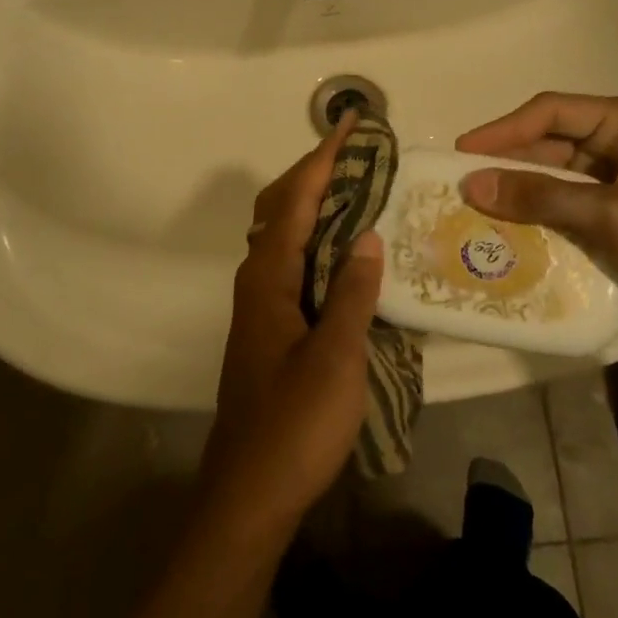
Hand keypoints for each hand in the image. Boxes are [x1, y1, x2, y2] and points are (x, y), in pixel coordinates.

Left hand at [201, 115, 383, 541]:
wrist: (250, 493)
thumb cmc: (294, 425)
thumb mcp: (336, 358)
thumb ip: (352, 293)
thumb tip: (366, 236)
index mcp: (268, 278)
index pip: (295, 200)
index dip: (323, 158)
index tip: (351, 125)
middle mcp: (258, 281)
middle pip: (283, 208)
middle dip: (318, 172)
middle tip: (363, 153)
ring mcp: (263, 305)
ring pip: (288, 235)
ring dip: (318, 204)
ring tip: (362, 188)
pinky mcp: (273, 327)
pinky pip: (296, 262)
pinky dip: (319, 239)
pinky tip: (348, 250)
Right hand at [455, 93, 617, 341]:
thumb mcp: (606, 215)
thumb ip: (538, 196)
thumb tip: (471, 183)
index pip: (552, 112)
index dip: (504, 130)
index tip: (462, 152)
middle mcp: (616, 143)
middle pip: (546, 142)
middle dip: (505, 162)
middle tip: (458, 182)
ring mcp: (610, 181)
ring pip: (547, 175)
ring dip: (514, 190)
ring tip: (470, 206)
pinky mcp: (603, 216)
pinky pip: (555, 204)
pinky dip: (528, 213)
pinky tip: (499, 228)